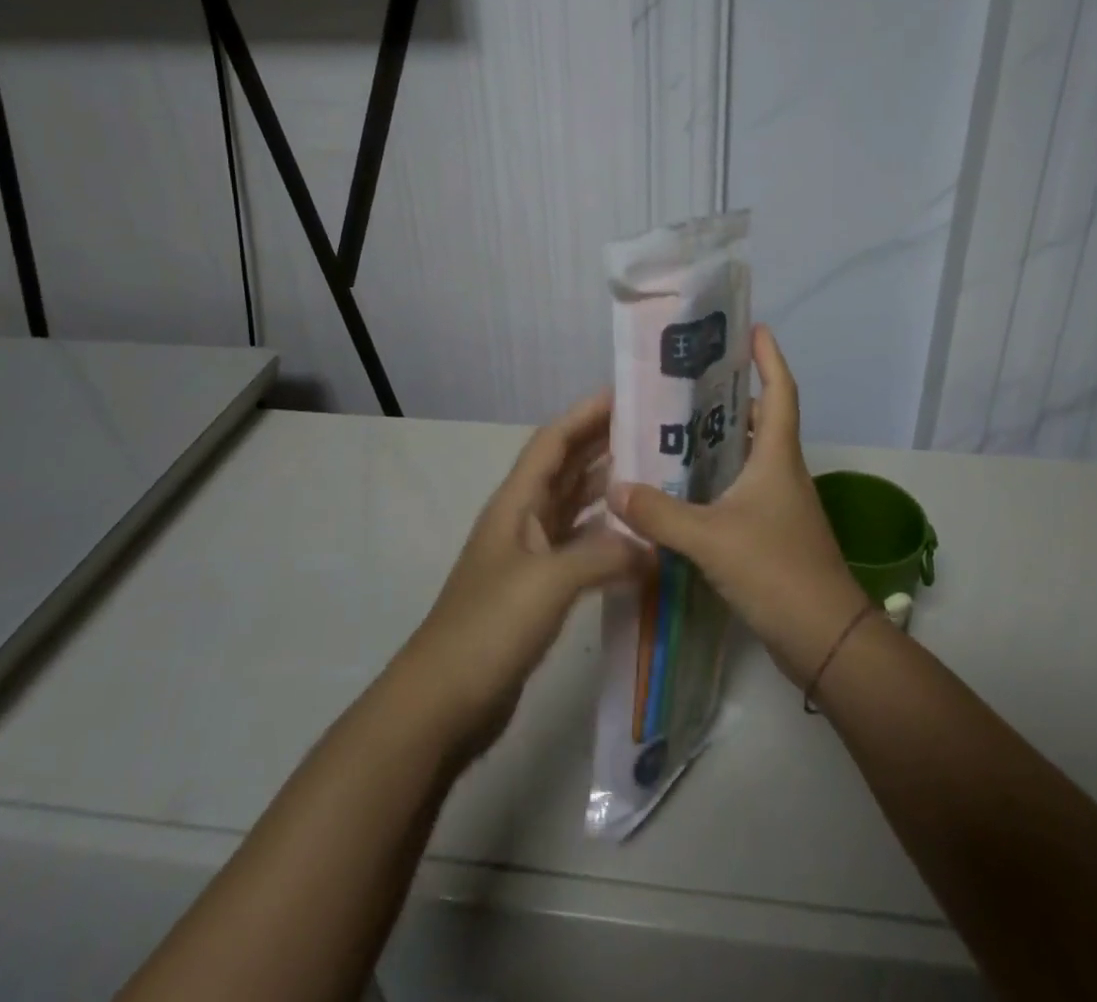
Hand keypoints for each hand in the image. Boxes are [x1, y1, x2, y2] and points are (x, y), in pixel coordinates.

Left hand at [397, 391, 647, 759]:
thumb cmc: (488, 628)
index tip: (626, 395)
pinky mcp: (538, 590)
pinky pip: (578, 547)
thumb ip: (604, 556)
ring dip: (607, 488)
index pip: (553, 442)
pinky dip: (605, 536)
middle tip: (653, 431)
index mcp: (516, 504)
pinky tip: (635, 539)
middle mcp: (522, 520)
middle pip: (565, 468)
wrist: (441, 702)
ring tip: (654, 475)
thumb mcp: (548, 582)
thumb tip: (652, 548)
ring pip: (573, 506)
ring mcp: (529, 556)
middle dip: (603, 444)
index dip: (585, 414)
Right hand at [609, 326, 868, 686]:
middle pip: (761, 420)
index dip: (769, 357)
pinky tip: (685, 490)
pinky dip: (718, 479)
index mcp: (777, 457)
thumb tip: (616, 487)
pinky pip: (742, 490)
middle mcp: (782, 472)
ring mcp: (781, 505)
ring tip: (676, 430)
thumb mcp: (710, 538)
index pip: (780, 391)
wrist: (824, 638)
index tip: (753, 328)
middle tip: (688, 384)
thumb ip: (660, 513)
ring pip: (749, 457)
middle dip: (731, 396)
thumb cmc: (776, 570)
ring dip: (721, 440)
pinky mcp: (773, 534)